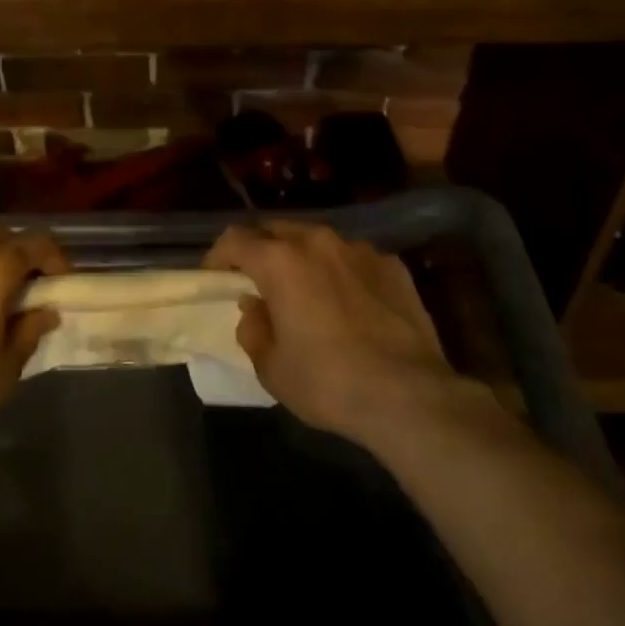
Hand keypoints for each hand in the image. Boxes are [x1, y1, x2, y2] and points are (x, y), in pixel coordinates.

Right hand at [204, 221, 466, 448]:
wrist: (408, 395)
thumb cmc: (327, 381)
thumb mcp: (271, 367)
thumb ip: (253, 330)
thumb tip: (255, 310)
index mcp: (280, 261)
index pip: (235, 239)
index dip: (218, 256)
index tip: (215, 277)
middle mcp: (319, 242)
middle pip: (277, 231)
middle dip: (261, 251)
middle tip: (257, 282)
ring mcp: (360, 250)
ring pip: (318, 241)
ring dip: (303, 259)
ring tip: (306, 291)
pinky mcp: (394, 266)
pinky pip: (354, 260)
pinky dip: (342, 273)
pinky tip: (350, 304)